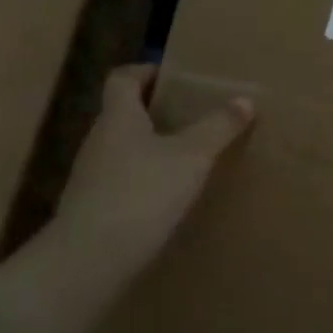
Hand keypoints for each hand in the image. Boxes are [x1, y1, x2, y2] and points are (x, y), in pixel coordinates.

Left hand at [53, 64, 254, 277]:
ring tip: (181, 161)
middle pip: (121, 114)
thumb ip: (218, 128)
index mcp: (118, 117)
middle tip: (187, 118)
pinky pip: (116, 183)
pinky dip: (138, 183)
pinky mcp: (88, 210)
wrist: (88, 261)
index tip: (169, 77)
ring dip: (146, 150)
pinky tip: (161, 201)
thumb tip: (245, 99)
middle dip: (152, 113)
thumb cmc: (142, 193)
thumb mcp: (191, 157)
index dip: (144, 71)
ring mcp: (88, 177)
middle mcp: (98, 140)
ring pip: (119, 150)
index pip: (122, 78)